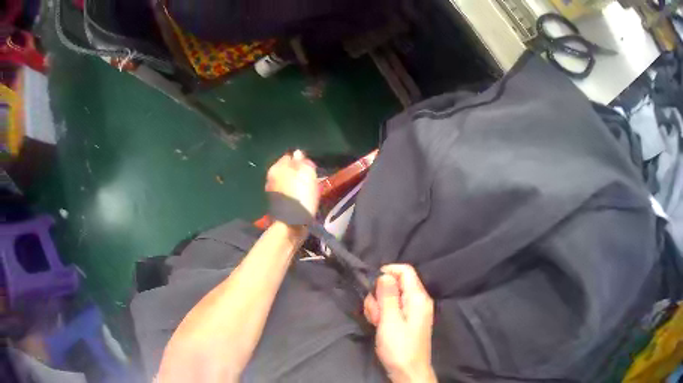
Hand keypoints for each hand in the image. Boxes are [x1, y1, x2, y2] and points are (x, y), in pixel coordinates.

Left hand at [266, 150, 319, 215]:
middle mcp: (271, 178)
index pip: (290, 156)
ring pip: (287, 182)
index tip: (311, 168)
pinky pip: (287, 193)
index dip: (301, 161)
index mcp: (276, 168)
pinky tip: (301, 200)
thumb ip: (302, 162)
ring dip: (296, 184)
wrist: (291, 224)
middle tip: (310, 179)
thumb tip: (298, 153)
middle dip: (298, 173)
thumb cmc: (301, 196)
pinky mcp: (276, 204)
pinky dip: (293, 195)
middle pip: (287, 170)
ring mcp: (272, 192)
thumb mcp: (307, 174)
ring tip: (307, 191)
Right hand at [364, 265, 436, 382]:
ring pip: (390, 297)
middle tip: (375, 312)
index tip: (371, 284)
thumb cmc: (399, 347)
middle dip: (379, 295)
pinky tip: (378, 326)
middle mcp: (418, 301)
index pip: (405, 270)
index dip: (387, 272)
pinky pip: (392, 309)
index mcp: (418, 297)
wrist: (408, 371)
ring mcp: (412, 311)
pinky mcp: (406, 320)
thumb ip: (388, 295)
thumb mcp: (390, 320)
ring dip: (378, 306)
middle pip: (395, 284)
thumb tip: (385, 274)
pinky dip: (383, 314)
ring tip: (376, 322)